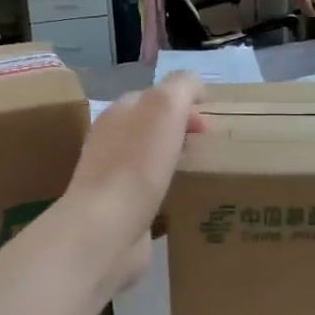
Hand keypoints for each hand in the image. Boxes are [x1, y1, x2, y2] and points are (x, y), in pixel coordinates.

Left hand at [63, 73, 204, 287]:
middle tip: (207, 150)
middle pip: (149, 130)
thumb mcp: (165, 107)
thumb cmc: (137, 162)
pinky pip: (147, 196)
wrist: (107, 227)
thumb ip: (181, 87)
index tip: (207, 125)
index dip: (182, 104)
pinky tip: (181, 204)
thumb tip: (195, 86)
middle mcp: (109, 143)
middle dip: (178, 134)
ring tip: (198, 175)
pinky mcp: (118, 213)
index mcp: (118, 114)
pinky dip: (164, 194)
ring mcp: (111, 180)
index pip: (152, 97)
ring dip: (171, 164)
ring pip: (148, 163)